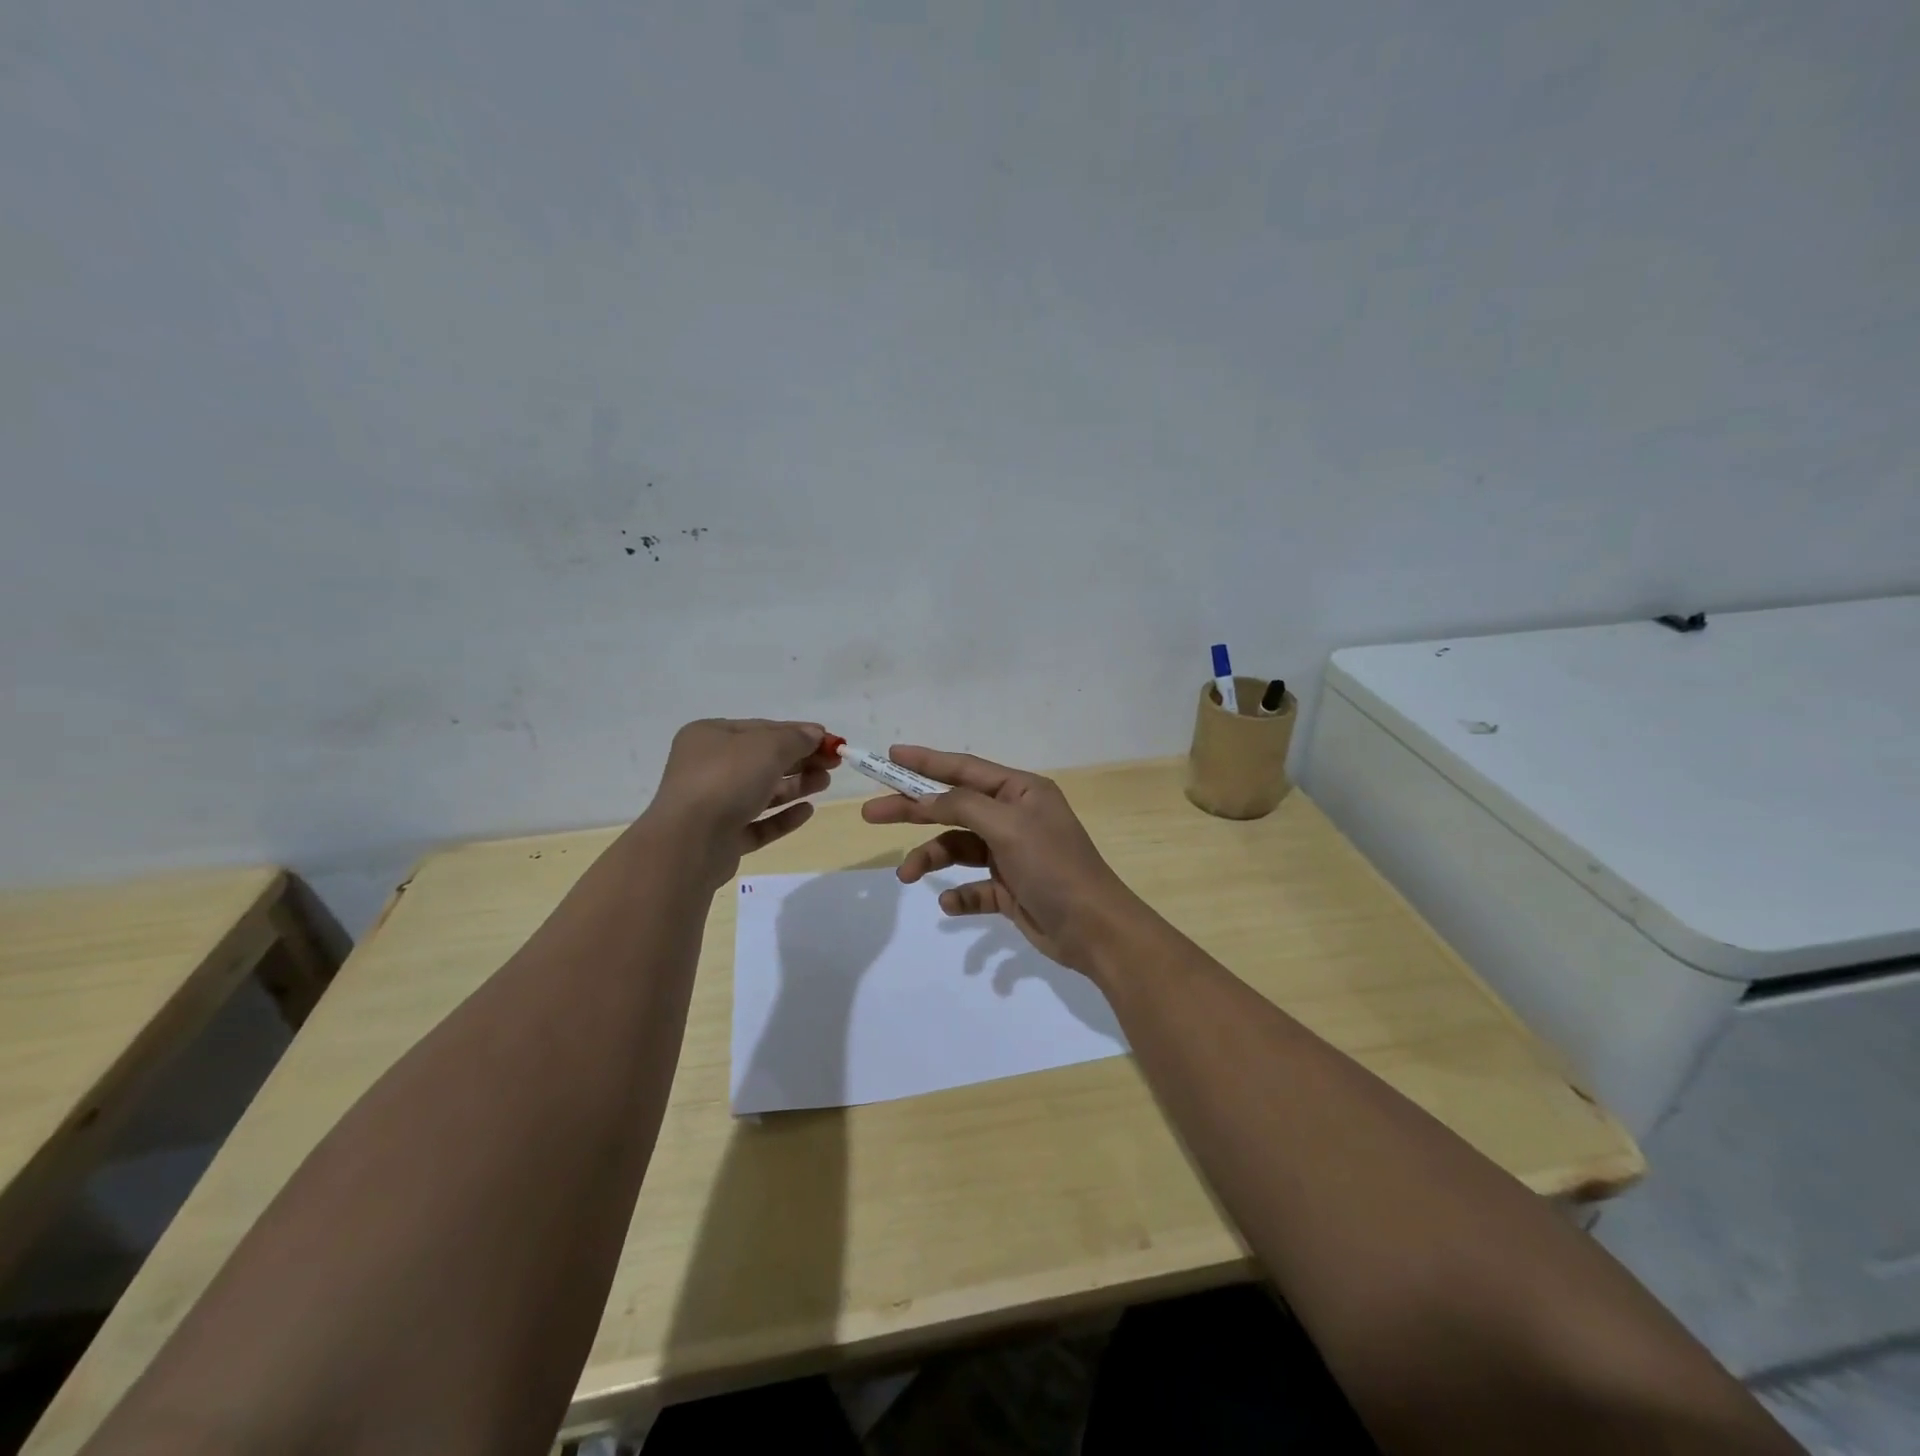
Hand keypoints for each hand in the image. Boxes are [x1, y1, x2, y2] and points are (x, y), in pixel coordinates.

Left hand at [643, 719, 835, 887]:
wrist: (689, 842)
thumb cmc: (726, 780)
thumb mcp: (767, 747)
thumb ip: (795, 739)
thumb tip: (815, 734)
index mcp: (710, 736)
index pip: (761, 729)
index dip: (797, 733)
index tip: (830, 741)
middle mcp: (707, 767)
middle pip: (762, 760)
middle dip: (799, 760)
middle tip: (833, 764)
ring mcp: (712, 804)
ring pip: (761, 792)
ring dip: (795, 786)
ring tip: (824, 784)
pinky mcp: (721, 837)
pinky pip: (757, 823)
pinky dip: (782, 816)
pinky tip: (807, 812)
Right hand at [860, 746, 1146, 975]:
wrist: (1094, 930)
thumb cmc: (1054, 867)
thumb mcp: (1008, 827)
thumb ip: (962, 806)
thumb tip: (923, 798)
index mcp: (1020, 792)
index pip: (964, 768)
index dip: (925, 761)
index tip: (890, 755)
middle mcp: (1014, 817)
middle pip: (953, 807)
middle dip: (913, 810)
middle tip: (872, 814)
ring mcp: (1011, 854)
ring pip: (958, 848)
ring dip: (931, 858)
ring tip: (906, 875)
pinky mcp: (1009, 888)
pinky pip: (973, 886)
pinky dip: (959, 893)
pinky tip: (951, 902)